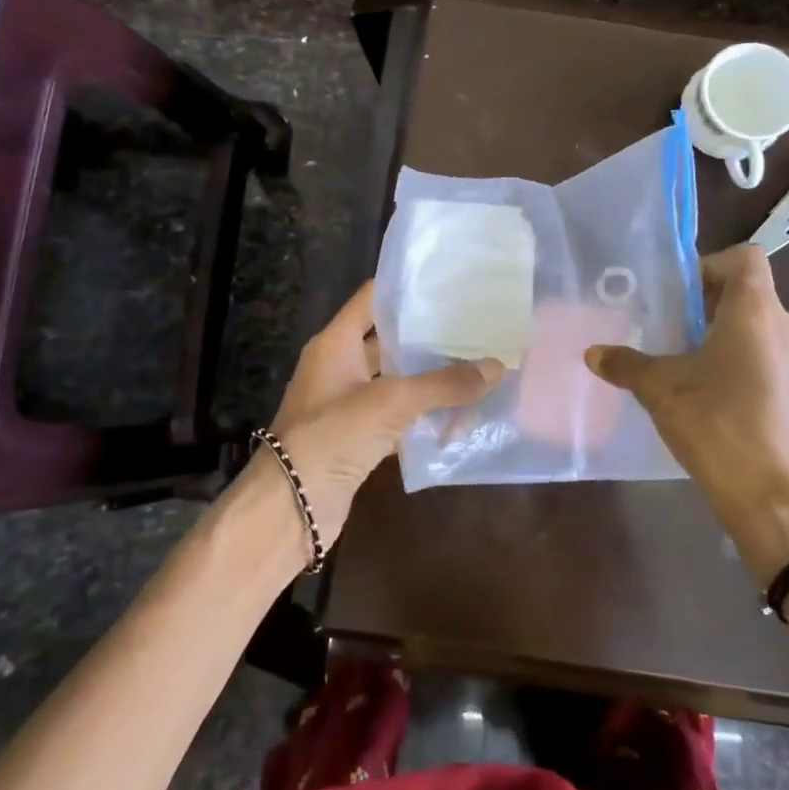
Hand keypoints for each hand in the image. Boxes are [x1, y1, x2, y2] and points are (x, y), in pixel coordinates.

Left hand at [268, 280, 502, 541]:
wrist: (291, 506)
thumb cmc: (333, 435)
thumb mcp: (392, 401)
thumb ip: (444, 384)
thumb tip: (497, 367)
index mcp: (336, 343)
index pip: (372, 299)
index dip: (407, 288)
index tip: (449, 282)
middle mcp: (340, 367)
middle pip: (390, 342)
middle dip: (431, 338)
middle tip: (477, 328)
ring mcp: (348, 405)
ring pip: (398, 383)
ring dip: (432, 382)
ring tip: (479, 370)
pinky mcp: (358, 439)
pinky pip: (399, 419)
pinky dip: (425, 419)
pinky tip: (461, 419)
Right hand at [585, 244, 788, 580]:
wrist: (779, 503)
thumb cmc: (718, 426)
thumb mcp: (661, 391)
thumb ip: (627, 365)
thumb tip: (594, 353)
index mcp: (757, 313)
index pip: (746, 258)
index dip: (713, 266)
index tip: (683, 297)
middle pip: (755, 301)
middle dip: (716, 315)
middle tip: (680, 342)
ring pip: (772, 342)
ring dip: (739, 350)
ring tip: (705, 383)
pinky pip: (787, 380)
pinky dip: (762, 385)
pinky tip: (736, 420)